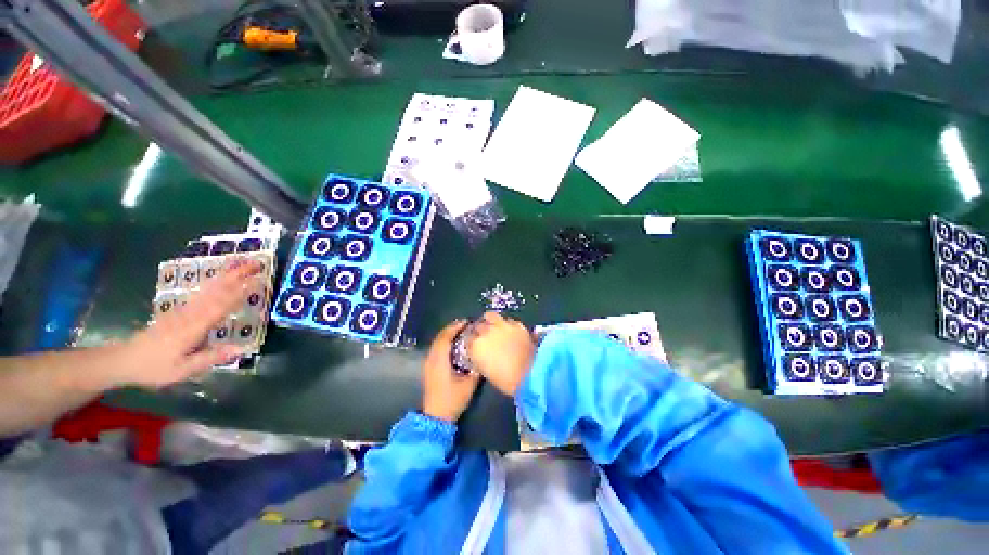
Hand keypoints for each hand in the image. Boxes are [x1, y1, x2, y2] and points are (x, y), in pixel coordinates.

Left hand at [110, 259, 263, 388]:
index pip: (221, 306)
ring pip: (209, 288)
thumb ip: (211, 357)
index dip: (240, 293)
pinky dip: (214, 282)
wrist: (124, 360)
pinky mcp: (179, 310)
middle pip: (216, 291)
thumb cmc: (154, 368)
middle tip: (255, 263)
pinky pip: (201, 293)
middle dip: (236, 276)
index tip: (258, 280)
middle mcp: (190, 314)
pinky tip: (221, 277)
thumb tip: (242, 348)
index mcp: (194, 327)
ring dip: (227, 275)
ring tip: (242, 263)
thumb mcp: (182, 370)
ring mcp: (183, 310)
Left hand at [422, 320, 480, 422]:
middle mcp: (432, 358)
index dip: (455, 327)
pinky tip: (453, 346)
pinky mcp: (429, 369)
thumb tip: (482, 355)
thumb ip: (476, 368)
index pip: (445, 337)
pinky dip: (444, 343)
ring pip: (437, 343)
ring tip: (460, 332)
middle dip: (451, 329)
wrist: (436, 417)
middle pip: (440, 338)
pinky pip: (436, 349)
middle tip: (465, 325)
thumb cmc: (452, 399)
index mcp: (440, 359)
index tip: (466, 322)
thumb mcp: (469, 384)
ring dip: (447, 335)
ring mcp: (428, 364)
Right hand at [468, 312, 535, 395]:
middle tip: (485, 335)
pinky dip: (507, 324)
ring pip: (491, 316)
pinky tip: (510, 330)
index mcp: (475, 346)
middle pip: (478, 325)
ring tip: (495, 326)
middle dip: (480, 329)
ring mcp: (502, 325)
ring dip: (491, 320)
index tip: (475, 343)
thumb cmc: (506, 380)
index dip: (472, 340)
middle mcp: (486, 332)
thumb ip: (481, 357)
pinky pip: (508, 320)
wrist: (530, 374)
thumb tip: (483, 353)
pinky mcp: (516, 324)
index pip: (468, 337)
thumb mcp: (486, 370)